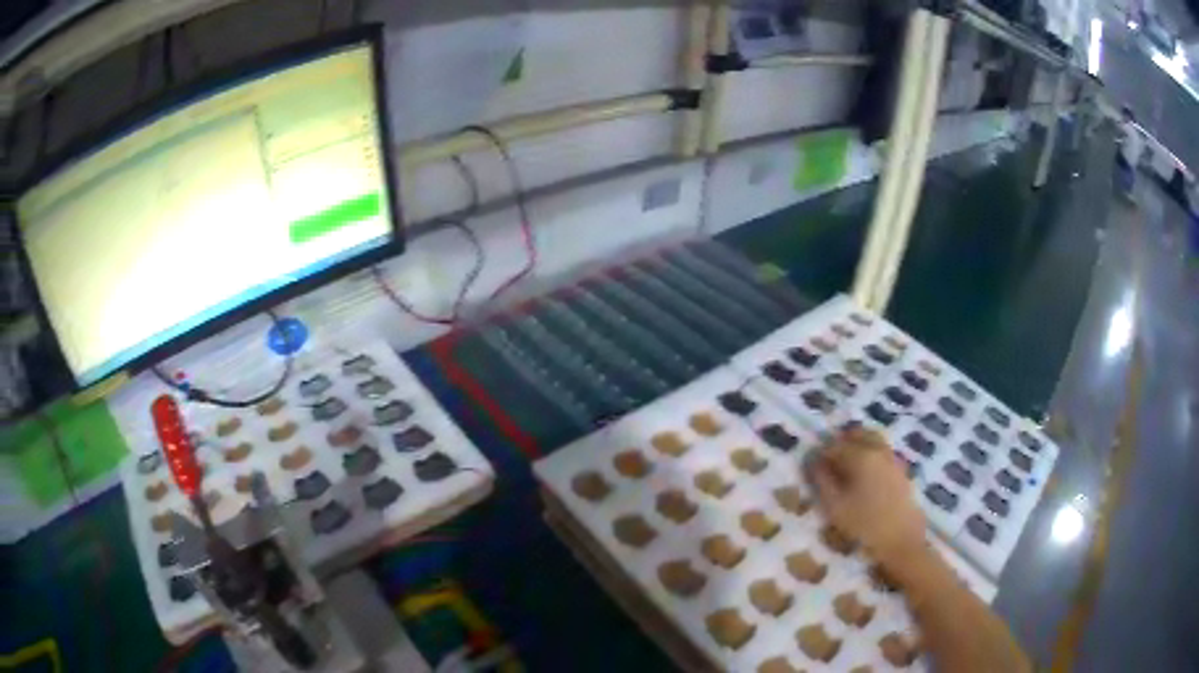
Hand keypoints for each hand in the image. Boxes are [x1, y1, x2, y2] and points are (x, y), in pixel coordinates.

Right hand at [805, 427, 926, 566]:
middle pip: (857, 434)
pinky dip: (870, 453)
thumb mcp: (835, 506)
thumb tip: (814, 463)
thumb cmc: (864, 524)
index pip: (834, 446)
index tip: (811, 466)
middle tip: (828, 461)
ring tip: (845, 466)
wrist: (902, 538)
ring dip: (857, 445)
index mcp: (861, 455)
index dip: (820, 454)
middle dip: (840, 443)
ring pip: (872, 439)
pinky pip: (882, 450)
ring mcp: (892, 457)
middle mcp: (878, 449)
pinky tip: (864, 474)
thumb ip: (822, 481)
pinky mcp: (901, 469)